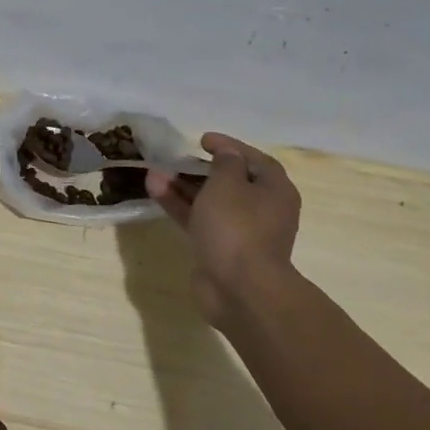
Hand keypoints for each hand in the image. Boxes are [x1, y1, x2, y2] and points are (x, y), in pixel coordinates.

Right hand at [147, 133, 300, 327]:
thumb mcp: (228, 183)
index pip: (255, 160)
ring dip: (183, 186)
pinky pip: (198, 220)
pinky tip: (155, 190)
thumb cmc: (238, 227)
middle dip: (200, 168)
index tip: (202, 139)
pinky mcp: (219, 249)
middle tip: (176, 158)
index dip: (230, 146)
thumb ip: (225, 162)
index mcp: (274, 191)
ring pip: (209, 201)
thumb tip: (226, 153)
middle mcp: (262, 210)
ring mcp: (240, 232)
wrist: (239, 289)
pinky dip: (179, 205)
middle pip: (230, 181)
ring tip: (154, 173)